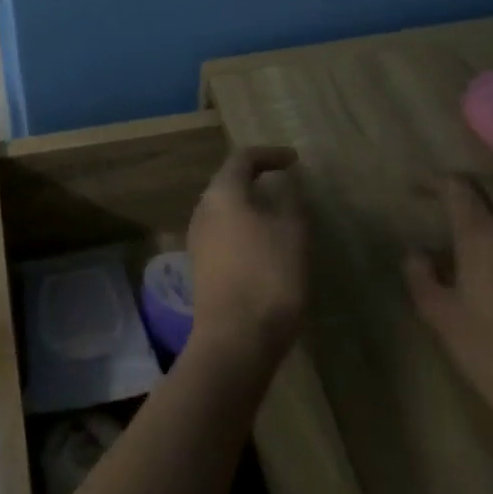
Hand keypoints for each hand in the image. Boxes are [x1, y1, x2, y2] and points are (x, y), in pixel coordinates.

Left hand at [186, 146, 305, 369]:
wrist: (235, 339)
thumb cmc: (268, 276)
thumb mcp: (293, 234)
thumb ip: (290, 202)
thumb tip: (285, 184)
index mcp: (222, 193)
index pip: (242, 159)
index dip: (269, 154)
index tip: (294, 160)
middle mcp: (203, 209)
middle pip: (229, 182)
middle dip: (256, 178)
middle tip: (285, 182)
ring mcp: (198, 238)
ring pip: (225, 209)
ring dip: (250, 205)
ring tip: (279, 213)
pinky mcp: (202, 265)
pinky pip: (224, 233)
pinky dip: (245, 228)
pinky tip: (265, 245)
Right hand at [404, 175, 492, 443]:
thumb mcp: (439, 314)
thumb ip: (421, 274)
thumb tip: (418, 253)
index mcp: (484, 235)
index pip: (458, 187)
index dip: (433, 183)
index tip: (414, 192)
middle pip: (491, 191)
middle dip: (464, 190)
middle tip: (438, 202)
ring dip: (488, 210)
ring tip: (462, 229)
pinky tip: (490, 259)